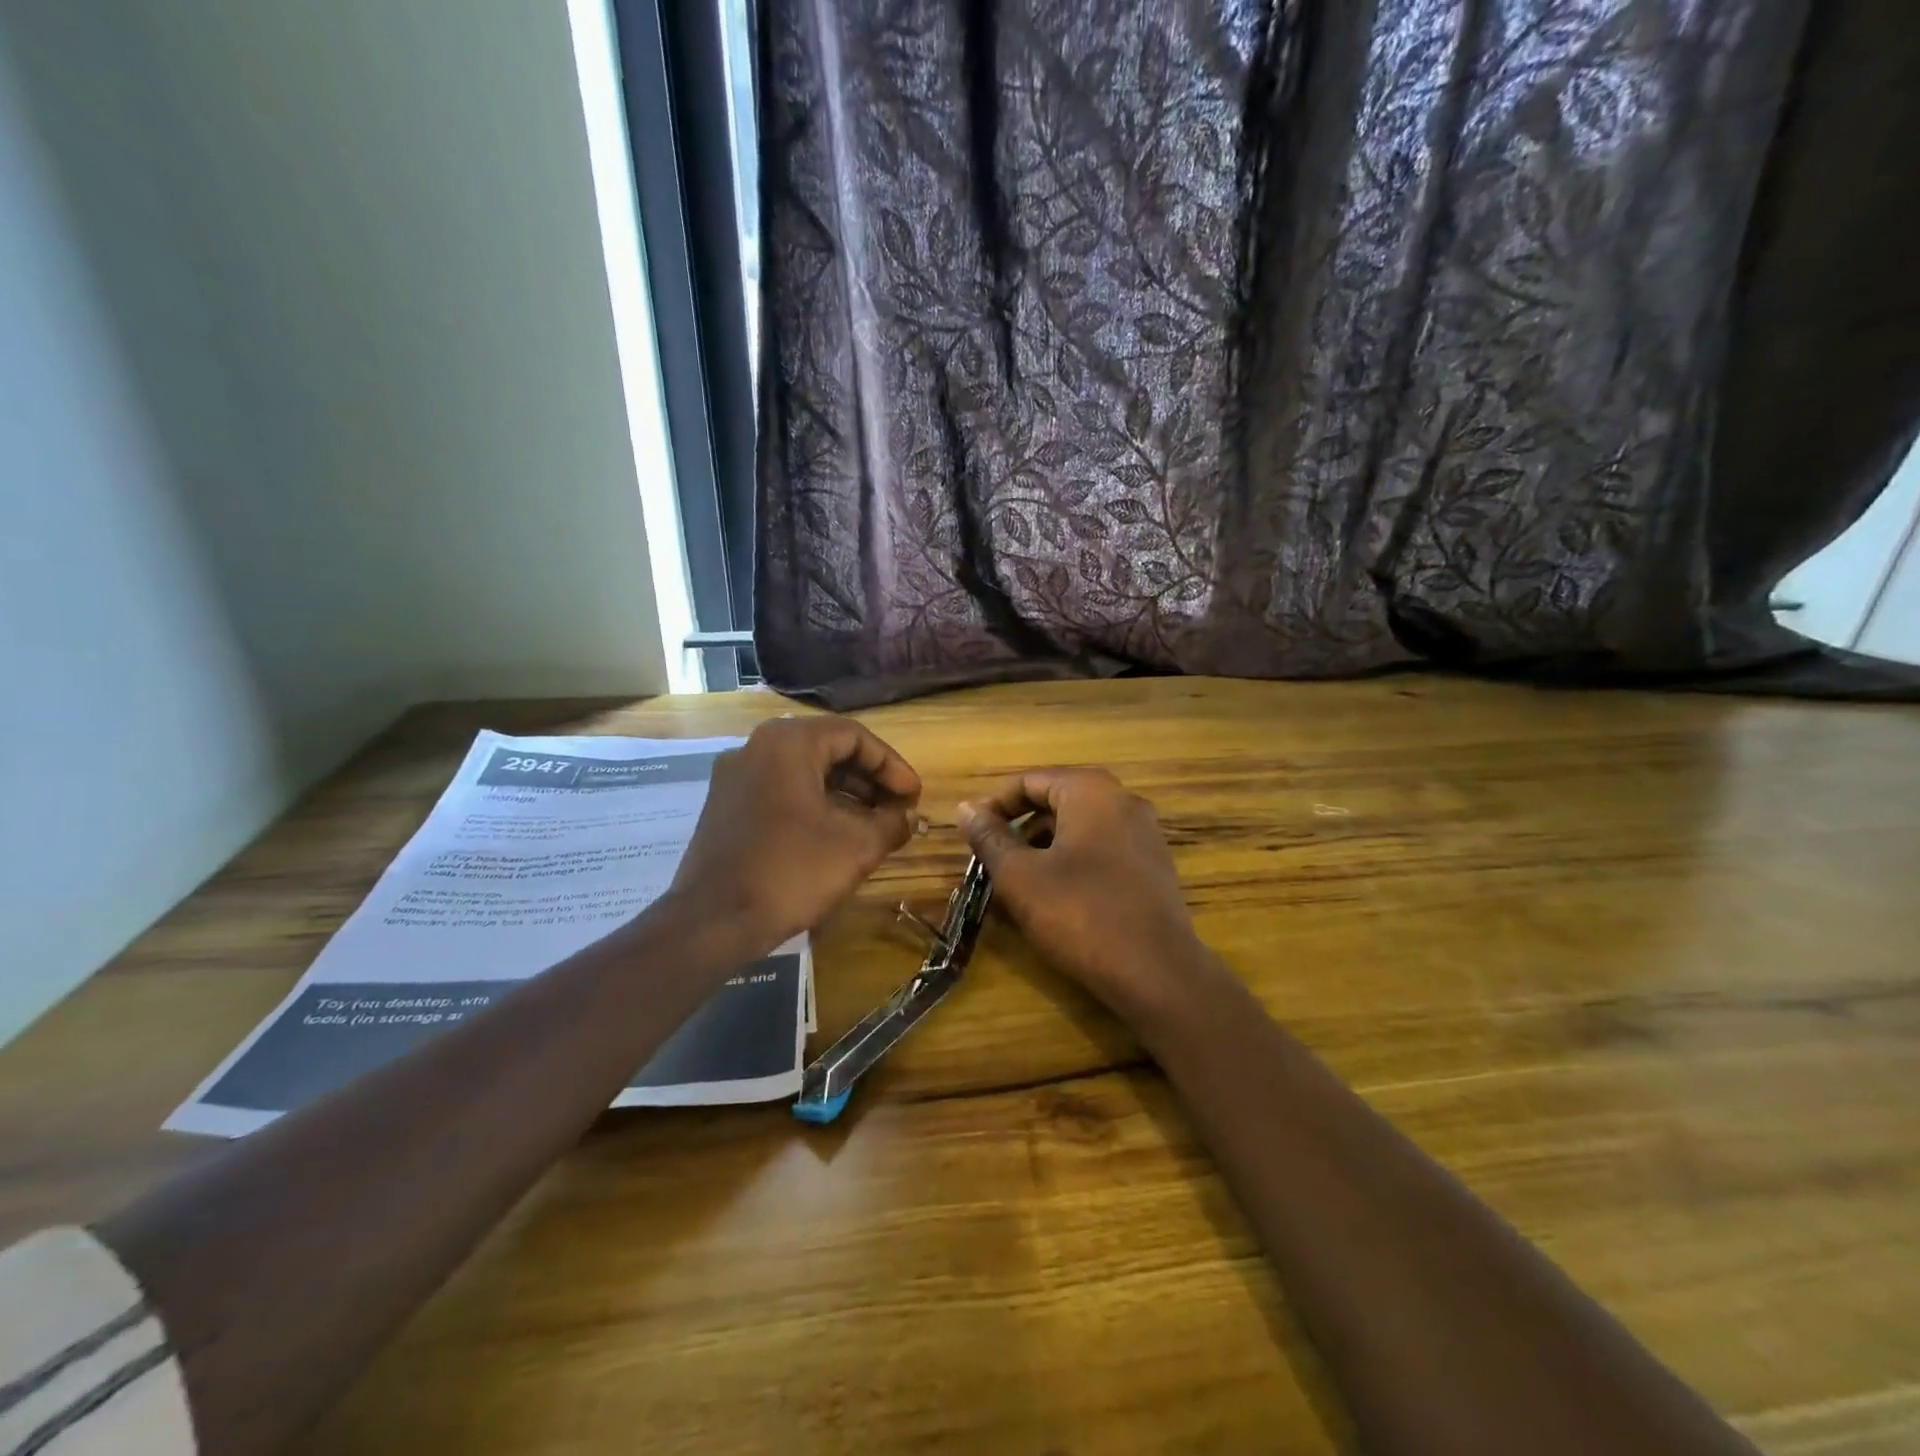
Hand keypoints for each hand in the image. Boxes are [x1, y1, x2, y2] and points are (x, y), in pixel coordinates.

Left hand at [668, 715, 921, 958]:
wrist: (712, 921)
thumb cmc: (791, 872)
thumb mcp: (856, 847)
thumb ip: (891, 823)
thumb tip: (908, 817)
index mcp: (789, 743)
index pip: (854, 736)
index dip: (891, 765)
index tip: (914, 796)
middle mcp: (757, 748)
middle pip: (827, 750)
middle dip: (869, 780)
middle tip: (898, 809)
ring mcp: (735, 778)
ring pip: (804, 773)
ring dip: (844, 795)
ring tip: (874, 826)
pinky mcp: (725, 807)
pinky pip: (781, 792)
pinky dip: (814, 806)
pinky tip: (836, 837)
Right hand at [957, 768, 1216, 1021]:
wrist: (1157, 973)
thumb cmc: (1080, 914)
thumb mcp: (1020, 876)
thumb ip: (990, 837)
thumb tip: (966, 809)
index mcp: (1091, 791)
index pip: (1029, 781)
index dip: (994, 806)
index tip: (970, 835)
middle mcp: (1122, 801)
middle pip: (1055, 803)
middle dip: (1017, 832)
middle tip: (988, 863)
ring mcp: (1143, 835)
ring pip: (1076, 831)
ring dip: (1040, 852)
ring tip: (1013, 889)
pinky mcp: (1152, 868)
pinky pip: (1099, 853)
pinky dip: (1068, 867)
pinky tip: (1049, 902)